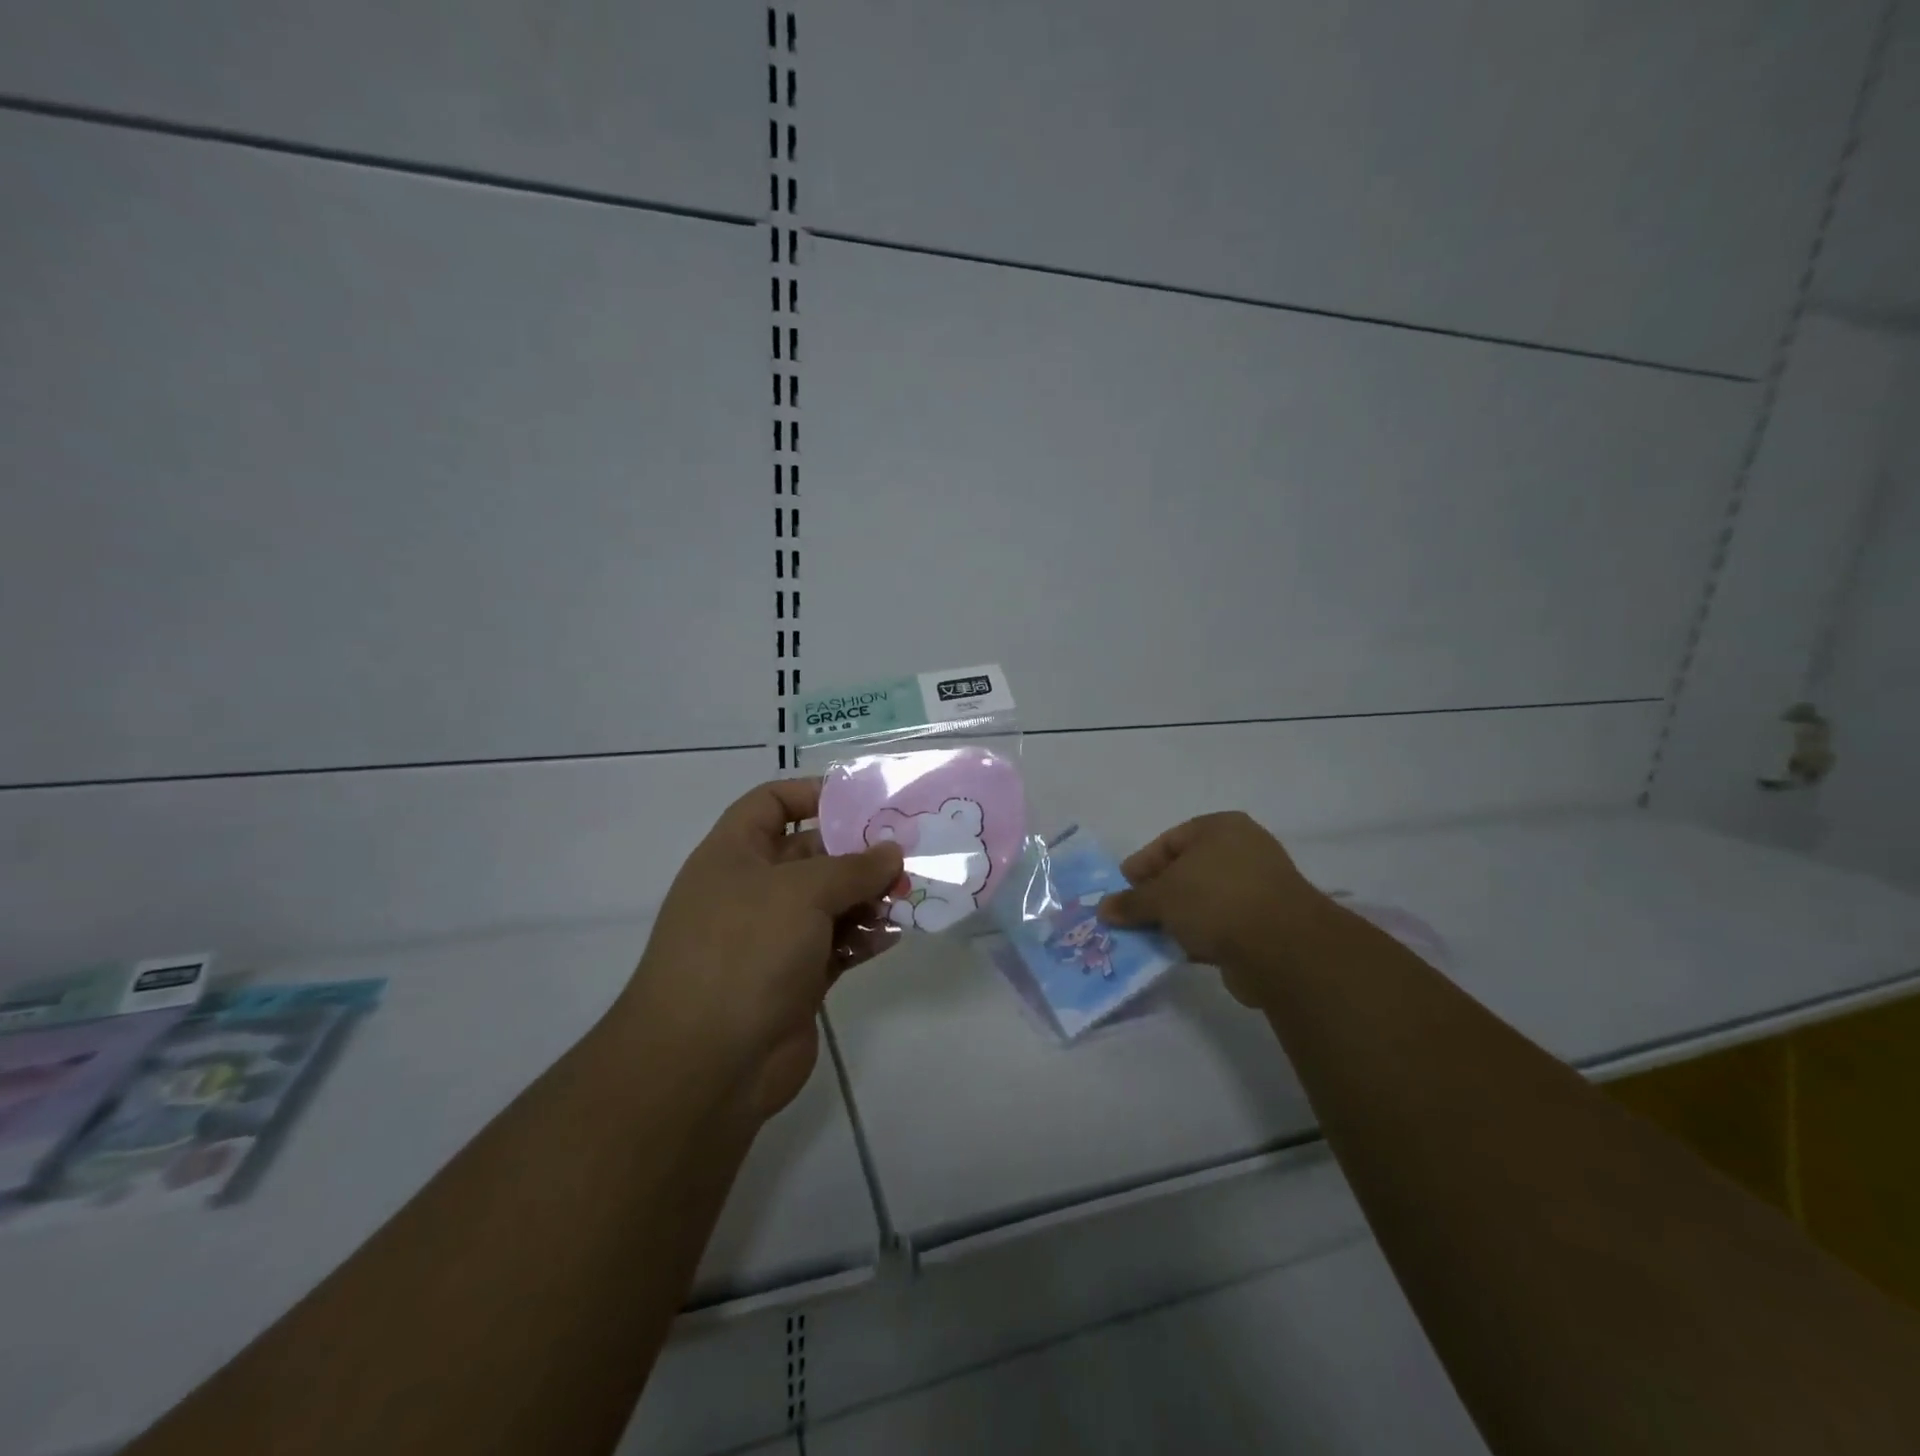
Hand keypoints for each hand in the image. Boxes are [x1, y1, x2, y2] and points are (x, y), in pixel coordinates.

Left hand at [621, 779, 903, 1121]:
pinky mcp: (797, 978)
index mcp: (734, 854)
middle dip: (858, 852)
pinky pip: (838, 945)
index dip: (812, 794)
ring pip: (831, 902)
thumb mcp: (801, 893)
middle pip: (812, 854)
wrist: (706, 1064)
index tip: (863, 801)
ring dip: (869, 896)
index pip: (771, 803)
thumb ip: (853, 867)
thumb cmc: (744, 951)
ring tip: (910, 894)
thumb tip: (891, 852)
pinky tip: (895, 934)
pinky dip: (865, 938)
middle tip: (909, 852)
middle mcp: (753, 890)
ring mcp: (774, 937)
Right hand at [1099, 811, 1333, 1009]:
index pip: (1169, 841)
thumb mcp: (1162, 898)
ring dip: (1178, 918)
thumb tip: (1103, 909)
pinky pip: (1222, 924)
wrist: (1282, 948)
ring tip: (1150, 937)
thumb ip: (1131, 902)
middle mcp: (1242, 850)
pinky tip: (1179, 950)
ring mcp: (1258, 887)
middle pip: (1186, 871)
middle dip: (1158, 895)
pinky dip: (1200, 935)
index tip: (1121, 889)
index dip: (1141, 865)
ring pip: (1203, 900)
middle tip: (1132, 915)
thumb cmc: (1215, 900)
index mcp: (1220, 828)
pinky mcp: (1267, 922)